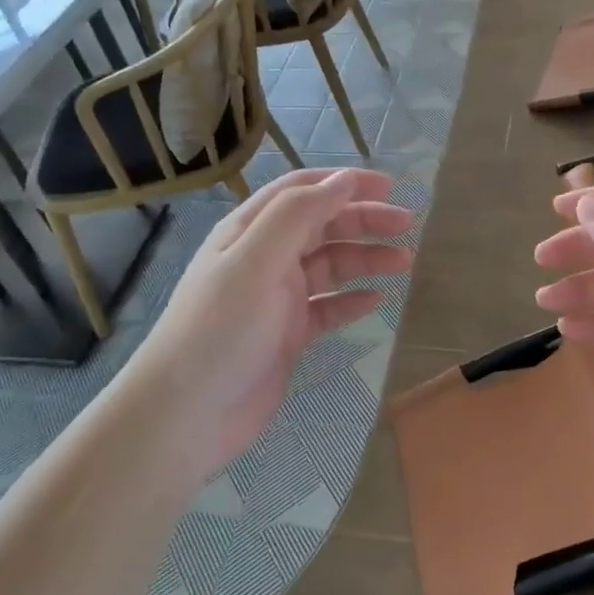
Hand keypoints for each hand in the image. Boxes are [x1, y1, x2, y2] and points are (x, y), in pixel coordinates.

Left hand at [132, 168, 414, 479]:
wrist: (186, 415)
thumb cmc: (220, 329)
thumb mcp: (255, 261)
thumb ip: (298, 215)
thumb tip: (344, 180)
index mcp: (250, 231)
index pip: (302, 191)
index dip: (344, 183)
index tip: (388, 186)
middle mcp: (264, 257)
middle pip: (322, 225)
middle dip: (364, 219)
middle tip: (407, 224)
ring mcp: (276, 297)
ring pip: (330, 266)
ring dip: (366, 258)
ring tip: (404, 262)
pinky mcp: (287, 334)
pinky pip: (328, 307)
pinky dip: (353, 300)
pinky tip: (377, 300)